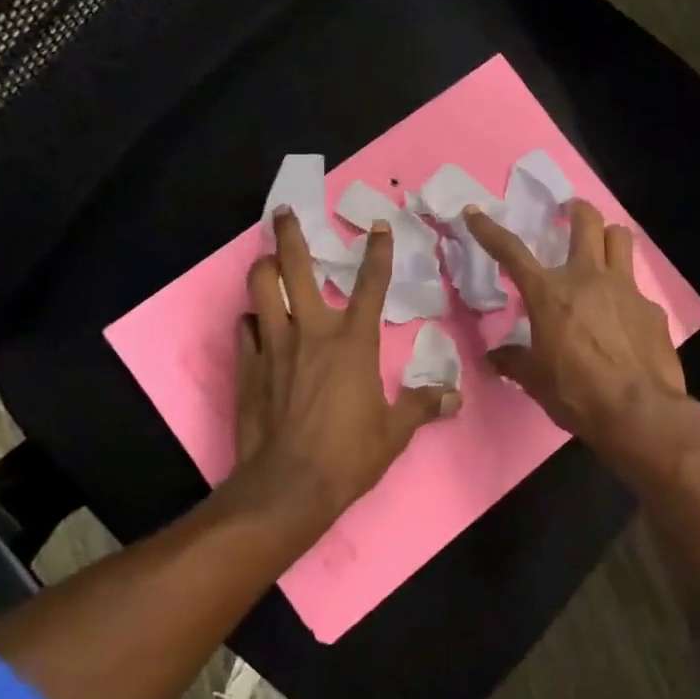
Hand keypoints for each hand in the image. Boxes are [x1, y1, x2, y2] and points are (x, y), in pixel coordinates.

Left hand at [236, 208, 460, 514]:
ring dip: (263, 267)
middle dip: (289, 234)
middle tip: (284, 212)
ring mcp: (274, 344)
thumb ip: (422, 406)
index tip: (378, 226)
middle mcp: (311, 330)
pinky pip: (244, 327)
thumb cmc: (348, 456)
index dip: (377, 252)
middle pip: (296, 266)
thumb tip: (455, 397)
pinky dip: (251, 319)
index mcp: (353, 341)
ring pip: (261, 287)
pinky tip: (255, 323)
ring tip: (265, 259)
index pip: (371, 284)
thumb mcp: (395, 432)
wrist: (288, 486)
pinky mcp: (247, 364)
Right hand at [466, 199, 699, 478]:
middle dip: (576, 210)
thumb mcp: (535, 380)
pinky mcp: (651, 308)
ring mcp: (625, 289)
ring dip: (608, 236)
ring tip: (602, 248)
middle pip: (586, 221)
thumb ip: (514, 361)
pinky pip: (637, 287)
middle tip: (570, 212)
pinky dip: (626, 292)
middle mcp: (587, 278)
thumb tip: (494, 357)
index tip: (475, 212)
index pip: (511, 251)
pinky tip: (623, 316)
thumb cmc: (577, 393)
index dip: (489, 230)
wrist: (640, 413)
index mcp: (549, 293)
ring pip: (620, 238)